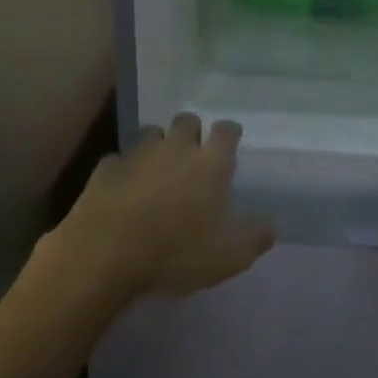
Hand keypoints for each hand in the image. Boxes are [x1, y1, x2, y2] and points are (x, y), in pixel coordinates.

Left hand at [58, 114, 274, 299]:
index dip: (229, 134)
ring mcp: (138, 154)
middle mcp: (176, 147)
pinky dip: (124, 169)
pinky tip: (123, 188)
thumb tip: (272, 225)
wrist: (105, 254)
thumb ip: (255, 237)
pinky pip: (119, 159)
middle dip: (192, 132)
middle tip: (192, 156)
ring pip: (151, 133)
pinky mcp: (107, 167)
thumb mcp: (229, 256)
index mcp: (210, 163)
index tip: (230, 145)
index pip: (226, 130)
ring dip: (157, 145)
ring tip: (157, 168)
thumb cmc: (176, 252)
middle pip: (188, 121)